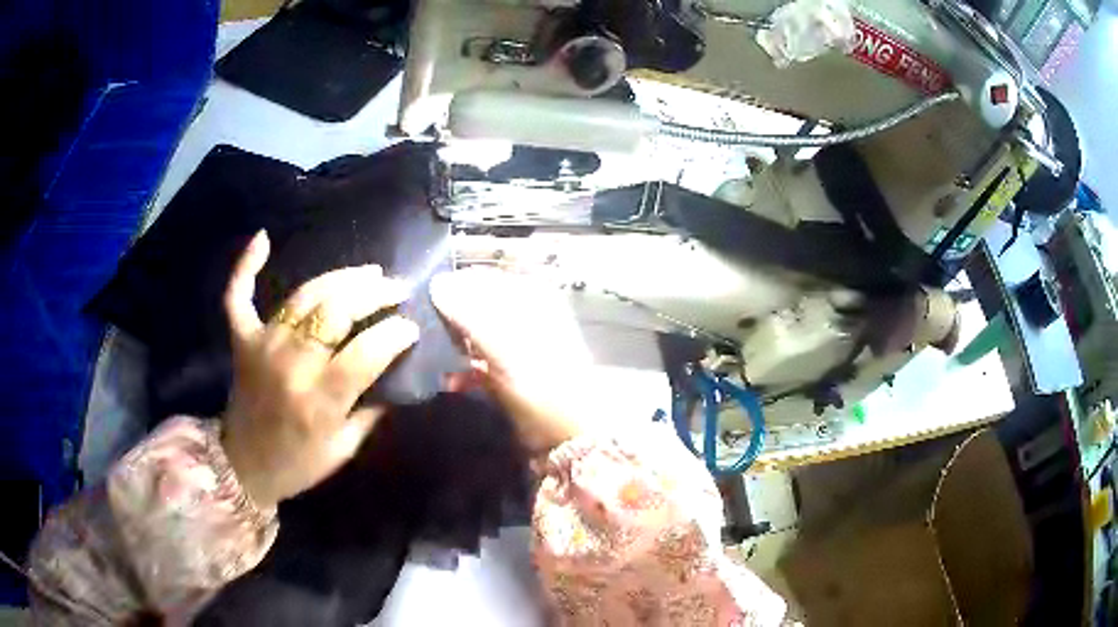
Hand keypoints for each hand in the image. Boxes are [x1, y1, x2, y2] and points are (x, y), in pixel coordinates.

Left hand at [220, 231, 419, 508]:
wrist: (244, 466)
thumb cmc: (299, 463)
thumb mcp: (345, 447)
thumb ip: (371, 408)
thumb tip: (396, 371)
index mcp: (320, 402)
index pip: (366, 352)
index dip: (395, 333)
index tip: (411, 326)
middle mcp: (291, 366)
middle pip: (336, 312)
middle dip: (374, 293)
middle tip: (397, 288)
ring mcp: (262, 347)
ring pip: (304, 296)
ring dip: (340, 277)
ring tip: (368, 272)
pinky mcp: (242, 340)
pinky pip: (238, 296)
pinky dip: (246, 266)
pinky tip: (263, 238)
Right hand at [430, 268, 595, 450]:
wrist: (568, 432)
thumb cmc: (540, 380)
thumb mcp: (503, 343)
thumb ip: (468, 312)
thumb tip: (436, 283)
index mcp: (529, 296)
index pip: (481, 279)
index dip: (452, 287)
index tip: (423, 300)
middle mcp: (523, 314)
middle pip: (475, 306)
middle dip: (448, 319)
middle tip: (421, 329)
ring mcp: (515, 344)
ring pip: (473, 334)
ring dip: (453, 346)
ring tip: (432, 356)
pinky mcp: (507, 372)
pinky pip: (477, 362)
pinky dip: (463, 371)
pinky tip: (451, 382)